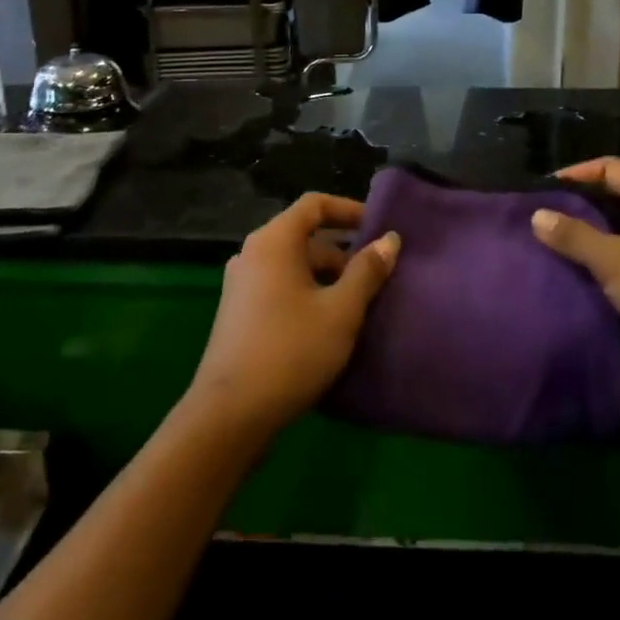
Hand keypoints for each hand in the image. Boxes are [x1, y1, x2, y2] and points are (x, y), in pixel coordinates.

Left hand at [189, 194, 399, 434]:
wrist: (230, 414)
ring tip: (359, 305)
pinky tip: (329, 326)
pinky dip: (307, 294)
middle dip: (342, 253)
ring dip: (327, 278)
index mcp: (273, 241)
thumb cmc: (291, 351)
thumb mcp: (341, 311)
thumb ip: (367, 271)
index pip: (314, 205)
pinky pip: (279, 287)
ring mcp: (241, 285)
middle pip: (304, 237)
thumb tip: (389, 240)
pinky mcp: (238, 313)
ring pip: (293, 266)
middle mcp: (252, 254)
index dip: (349, 210)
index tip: (378, 227)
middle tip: (376, 277)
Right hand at [530, 158, 619, 398]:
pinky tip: (587, 271)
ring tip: (557, 242)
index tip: (541, 191)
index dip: (574, 175)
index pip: (608, 168)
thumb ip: (574, 236)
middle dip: (582, 204)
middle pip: (618, 193)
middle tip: (544, 217)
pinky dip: (612, 255)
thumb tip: (537, 215)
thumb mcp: (614, 261)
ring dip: (595, 233)